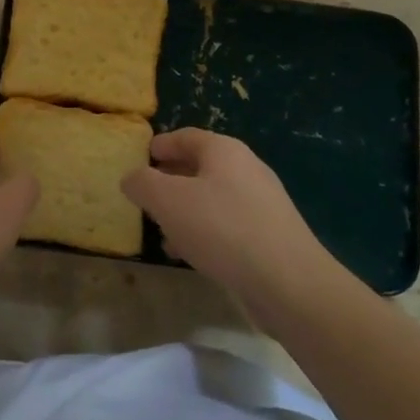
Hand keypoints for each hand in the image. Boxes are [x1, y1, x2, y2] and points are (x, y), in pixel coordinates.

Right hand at [123, 129, 337, 323]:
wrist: (289, 283)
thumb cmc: (222, 229)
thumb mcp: (168, 201)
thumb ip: (143, 184)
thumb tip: (131, 177)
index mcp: (224, 150)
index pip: (186, 136)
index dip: (161, 144)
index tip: (141, 157)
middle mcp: (246, 168)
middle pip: (201, 166)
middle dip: (171, 179)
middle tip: (147, 194)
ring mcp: (262, 203)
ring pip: (213, 197)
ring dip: (186, 209)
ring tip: (162, 229)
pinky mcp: (270, 235)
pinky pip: (228, 224)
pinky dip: (205, 231)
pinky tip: (190, 254)